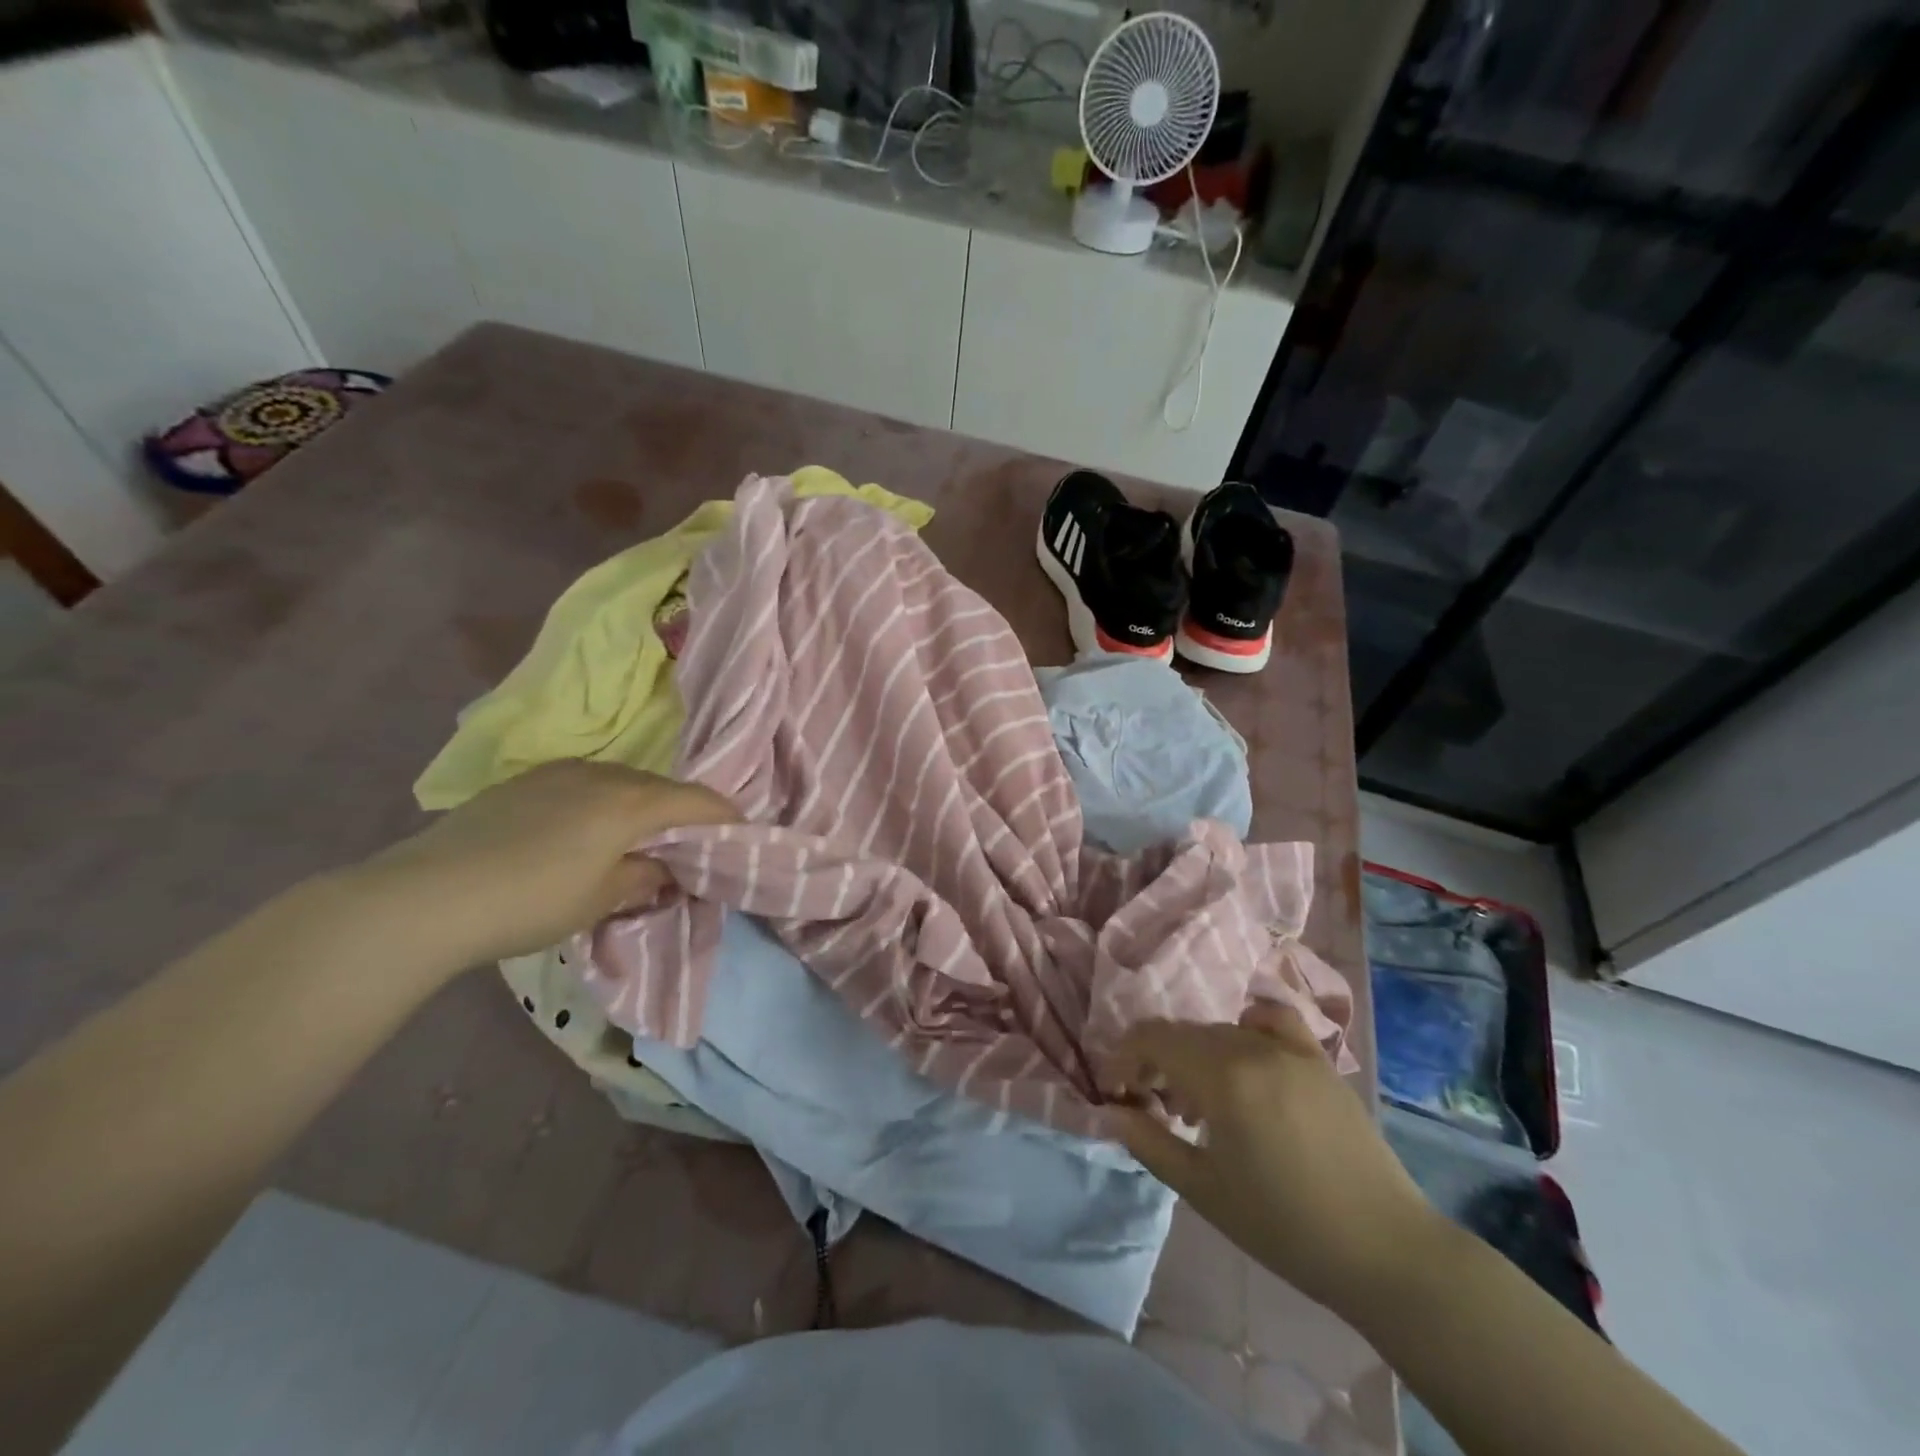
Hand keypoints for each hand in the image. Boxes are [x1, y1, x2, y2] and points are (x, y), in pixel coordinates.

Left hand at [358, 760, 738, 967]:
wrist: (425, 896)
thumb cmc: (530, 901)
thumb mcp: (601, 899)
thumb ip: (645, 877)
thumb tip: (664, 869)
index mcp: (631, 801)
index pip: (697, 801)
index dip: (726, 817)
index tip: (742, 835)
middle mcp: (602, 774)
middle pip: (660, 788)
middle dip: (681, 815)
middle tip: (687, 849)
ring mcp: (559, 772)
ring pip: (621, 784)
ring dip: (639, 809)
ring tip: (634, 843)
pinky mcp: (523, 782)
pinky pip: (583, 786)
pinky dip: (600, 806)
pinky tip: (581, 835)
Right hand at [1105, 1002, 1442, 1314]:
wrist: (1384, 1249)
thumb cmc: (1285, 1227)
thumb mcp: (1203, 1191)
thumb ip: (1149, 1142)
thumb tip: (1110, 1112)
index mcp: (1222, 1076)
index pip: (1152, 1038)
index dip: (1124, 1057)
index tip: (1117, 1092)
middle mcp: (1252, 1047)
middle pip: (1184, 1033)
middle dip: (1156, 1061)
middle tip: (1154, 1107)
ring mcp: (1292, 1048)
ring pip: (1221, 1030)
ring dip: (1196, 1054)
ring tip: (1200, 1103)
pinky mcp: (1320, 1059)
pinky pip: (1271, 1022)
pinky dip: (1246, 1030)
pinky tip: (1247, 1061)